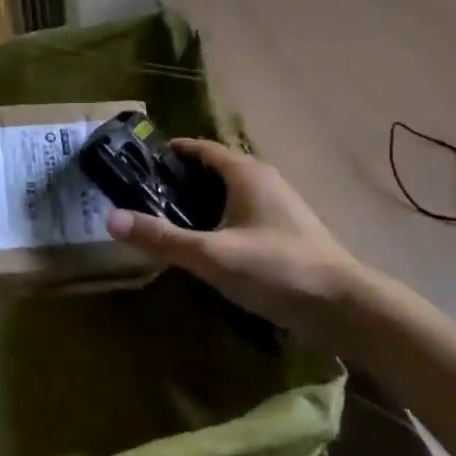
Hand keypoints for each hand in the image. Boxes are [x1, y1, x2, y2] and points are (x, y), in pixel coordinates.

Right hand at [105, 139, 365, 345]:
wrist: (346, 307)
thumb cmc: (277, 270)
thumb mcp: (212, 256)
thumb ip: (162, 238)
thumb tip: (110, 217)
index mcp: (244, 172)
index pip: (199, 147)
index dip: (169, 152)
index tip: (138, 164)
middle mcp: (262, 178)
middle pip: (214, 167)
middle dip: (181, 178)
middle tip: (147, 196)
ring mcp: (279, 204)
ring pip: (231, 191)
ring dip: (202, 200)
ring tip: (171, 220)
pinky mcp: (288, 230)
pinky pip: (244, 211)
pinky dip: (221, 217)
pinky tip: (210, 245)